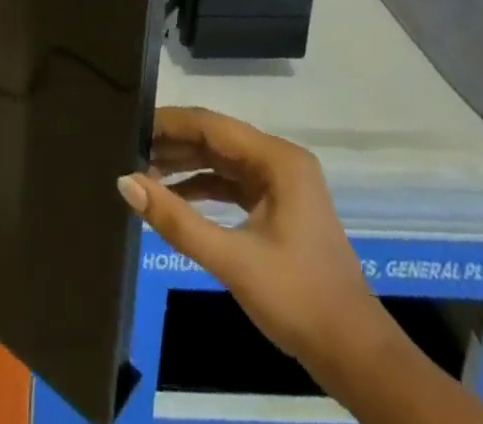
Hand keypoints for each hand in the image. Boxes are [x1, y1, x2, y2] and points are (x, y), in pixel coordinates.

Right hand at [117, 108, 389, 389]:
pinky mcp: (278, 208)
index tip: (131, 126)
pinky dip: (203, 188)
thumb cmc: (298, 300)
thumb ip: (177, 220)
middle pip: (216, 139)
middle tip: (130, 151)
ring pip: (222, 162)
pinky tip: (173, 198)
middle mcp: (279, 161)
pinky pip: (232, 185)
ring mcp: (281, 184)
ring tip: (144, 173)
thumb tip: (125, 182)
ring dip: (185, 166)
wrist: (357, 358)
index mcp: (277, 159)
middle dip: (174, 145)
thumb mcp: (232, 260)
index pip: (211, 126)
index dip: (169, 123)